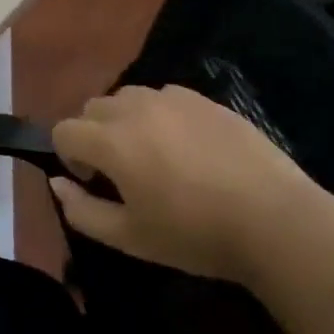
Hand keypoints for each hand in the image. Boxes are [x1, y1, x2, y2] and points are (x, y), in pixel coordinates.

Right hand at [49, 84, 320, 284]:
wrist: (275, 222)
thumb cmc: (194, 235)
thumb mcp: (128, 237)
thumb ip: (80, 210)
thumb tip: (57, 183)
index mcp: (111, 142)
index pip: (63, 131)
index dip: (69, 157)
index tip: (94, 182)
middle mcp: (136, 109)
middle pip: (91, 108)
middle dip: (93, 135)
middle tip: (120, 171)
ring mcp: (174, 99)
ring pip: (127, 97)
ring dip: (124, 121)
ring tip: (152, 154)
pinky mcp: (205, 100)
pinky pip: (164, 97)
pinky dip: (159, 115)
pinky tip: (186, 147)